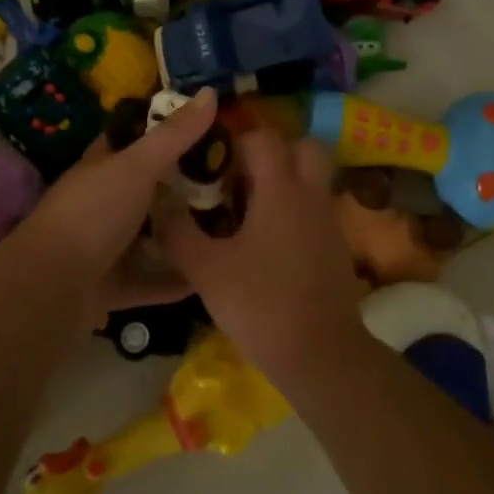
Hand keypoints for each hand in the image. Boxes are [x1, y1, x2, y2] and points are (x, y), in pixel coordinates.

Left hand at [7, 88, 218, 322]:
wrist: (48, 291)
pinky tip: (209, 277)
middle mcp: (102, 203)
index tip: (208, 127)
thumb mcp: (137, 166)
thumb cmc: (92, 215)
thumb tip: (210, 91)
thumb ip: (174, 134)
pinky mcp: (111, 287)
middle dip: (184, 185)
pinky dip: (176, 280)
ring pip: (149, 236)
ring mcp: (104, 247)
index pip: (134, 139)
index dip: (166, 129)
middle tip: (233, 181)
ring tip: (230, 228)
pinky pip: (151, 280)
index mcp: (102, 167)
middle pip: (148, 188)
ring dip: (182, 234)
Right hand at [157, 129, 367, 382]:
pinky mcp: (336, 247)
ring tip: (248, 211)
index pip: (263, 137)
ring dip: (283, 182)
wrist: (321, 356)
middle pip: (302, 148)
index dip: (235, 140)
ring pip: (311, 179)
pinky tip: (268, 243)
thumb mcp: (206, 270)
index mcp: (281, 189)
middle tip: (239, 177)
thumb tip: (158, 201)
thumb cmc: (261, 304)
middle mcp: (311, 194)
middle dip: (272, 153)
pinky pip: (314, 209)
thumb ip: (178, 232)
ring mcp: (328, 220)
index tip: (210, 161)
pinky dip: (294, 211)